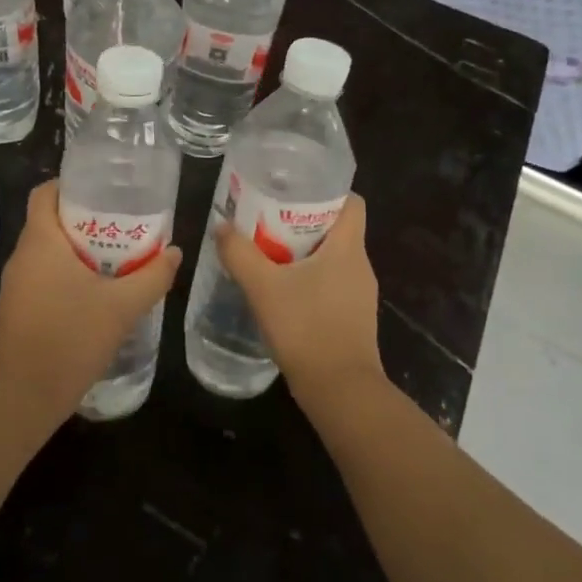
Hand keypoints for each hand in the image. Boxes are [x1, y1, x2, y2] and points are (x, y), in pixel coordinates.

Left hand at [0, 181, 181, 426]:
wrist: (27, 396)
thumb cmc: (73, 339)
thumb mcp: (123, 307)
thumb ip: (153, 276)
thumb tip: (175, 252)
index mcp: (40, 242)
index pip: (45, 193)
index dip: (71, 185)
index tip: (104, 193)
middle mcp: (21, 257)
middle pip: (49, 221)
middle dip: (84, 219)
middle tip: (121, 225)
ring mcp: (14, 285)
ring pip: (46, 251)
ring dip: (76, 249)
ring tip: (114, 257)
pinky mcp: (15, 309)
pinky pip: (41, 276)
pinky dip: (64, 274)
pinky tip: (93, 292)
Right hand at [216, 194, 384, 409]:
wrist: (340, 390)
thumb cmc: (306, 328)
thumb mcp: (263, 287)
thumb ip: (240, 254)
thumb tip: (220, 227)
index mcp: (348, 248)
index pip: (351, 202)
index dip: (327, 191)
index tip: (294, 191)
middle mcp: (360, 265)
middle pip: (337, 228)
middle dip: (304, 220)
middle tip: (268, 219)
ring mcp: (360, 294)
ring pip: (333, 258)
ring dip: (305, 252)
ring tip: (269, 252)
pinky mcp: (353, 317)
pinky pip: (332, 283)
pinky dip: (310, 278)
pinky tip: (283, 290)